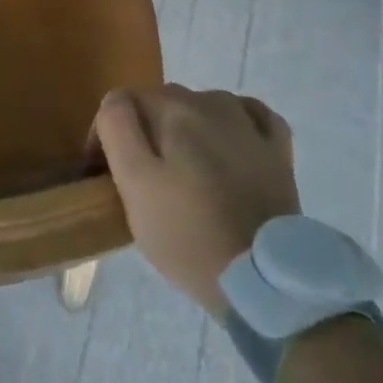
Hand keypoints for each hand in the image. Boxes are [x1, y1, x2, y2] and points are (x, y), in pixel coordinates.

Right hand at [91, 85, 299, 316]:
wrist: (262, 280)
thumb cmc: (187, 233)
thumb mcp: (134, 182)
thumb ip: (117, 128)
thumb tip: (116, 102)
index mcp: (173, 107)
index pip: (123, 102)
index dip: (107, 134)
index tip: (105, 172)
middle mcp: (211, 102)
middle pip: (162, 104)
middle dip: (146, 132)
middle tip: (144, 180)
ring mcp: (249, 124)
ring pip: (203, 107)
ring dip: (187, 130)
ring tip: (186, 172)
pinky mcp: (277, 149)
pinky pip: (250, 117)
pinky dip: (235, 125)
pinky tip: (230, 146)